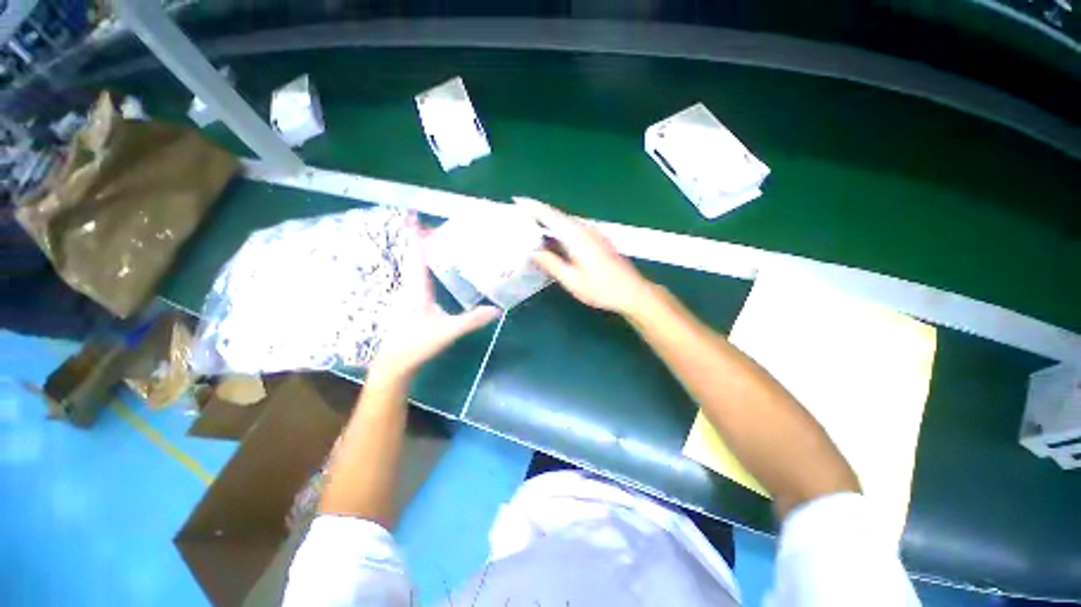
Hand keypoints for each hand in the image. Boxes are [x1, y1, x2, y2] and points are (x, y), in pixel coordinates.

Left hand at [370, 216, 499, 381]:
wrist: (394, 363)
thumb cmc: (417, 344)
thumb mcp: (447, 332)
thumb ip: (472, 320)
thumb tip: (497, 310)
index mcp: (416, 288)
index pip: (415, 255)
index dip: (414, 235)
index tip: (413, 214)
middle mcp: (409, 287)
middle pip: (413, 256)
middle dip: (420, 238)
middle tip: (434, 224)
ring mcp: (407, 295)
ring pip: (413, 267)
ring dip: (421, 251)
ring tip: (435, 240)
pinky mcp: (409, 303)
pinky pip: (416, 277)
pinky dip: (423, 265)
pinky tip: (435, 269)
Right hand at [515, 197, 651, 314]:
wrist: (631, 291)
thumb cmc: (601, 288)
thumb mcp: (572, 280)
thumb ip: (551, 263)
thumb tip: (532, 251)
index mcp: (577, 236)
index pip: (551, 215)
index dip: (533, 207)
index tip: (517, 201)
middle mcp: (585, 229)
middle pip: (558, 215)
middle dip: (537, 212)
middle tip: (518, 216)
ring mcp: (593, 233)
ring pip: (565, 221)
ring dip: (547, 221)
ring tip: (529, 226)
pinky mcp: (596, 239)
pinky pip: (572, 228)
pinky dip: (558, 229)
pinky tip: (551, 238)